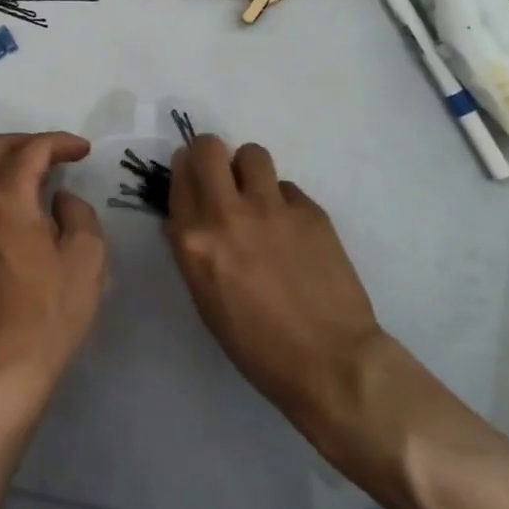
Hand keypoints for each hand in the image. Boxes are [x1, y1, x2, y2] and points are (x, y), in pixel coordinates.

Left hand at [0, 132, 107, 412]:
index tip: (84, 151)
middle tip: (60, 156)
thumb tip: (59, 199)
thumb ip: (78, 214)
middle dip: (30, 143)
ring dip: (6, 161)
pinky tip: (16, 207)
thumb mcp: (86, 260)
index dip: (60, 142)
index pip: (31, 150)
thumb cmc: (48, 315)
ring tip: (37, 176)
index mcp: (6, 198)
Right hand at [166, 135, 387, 452]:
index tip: (192, 181)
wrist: (330, 361)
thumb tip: (183, 221)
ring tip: (258, 198)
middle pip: (209, 147)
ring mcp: (272, 208)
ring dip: (248, 171)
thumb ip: (191, 250)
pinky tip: (292, 232)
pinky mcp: (310, 210)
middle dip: (210, 155)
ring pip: (252, 154)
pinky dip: (283, 202)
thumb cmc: (256, 345)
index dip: (185, 173)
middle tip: (220, 177)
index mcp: (194, 240)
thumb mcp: (205, 299)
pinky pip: (286, 187)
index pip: (179, 175)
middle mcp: (228, 213)